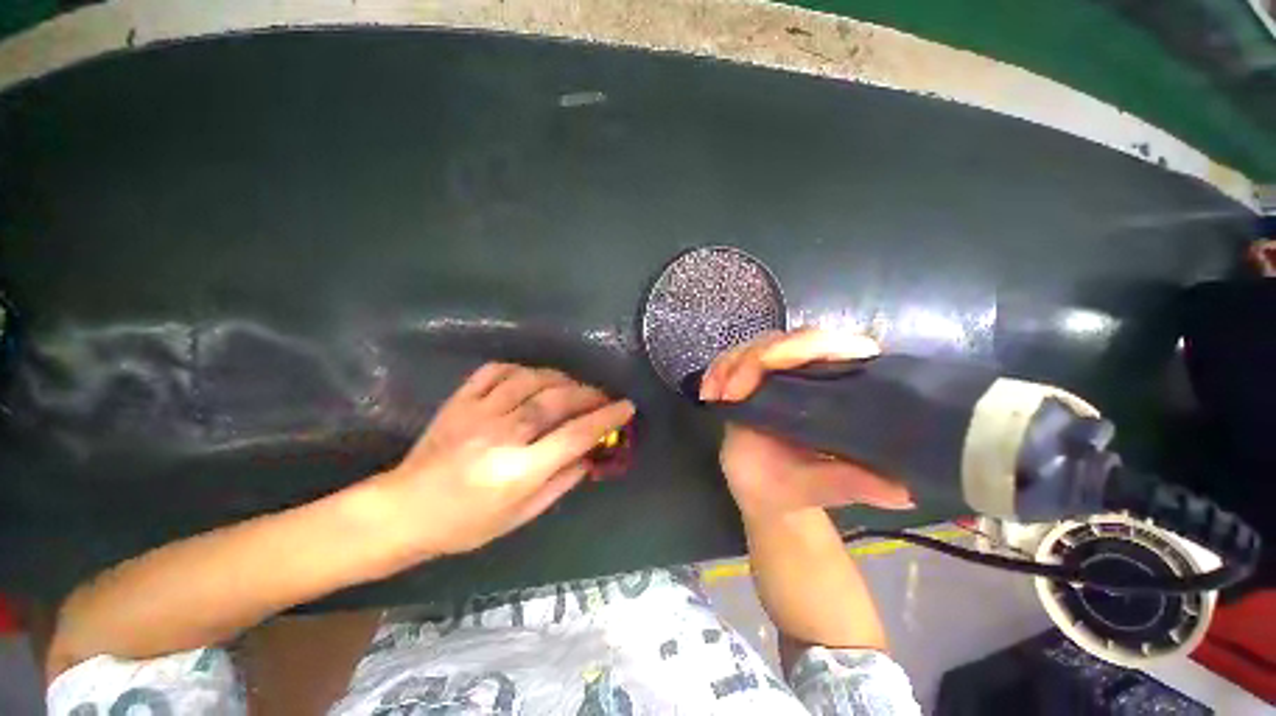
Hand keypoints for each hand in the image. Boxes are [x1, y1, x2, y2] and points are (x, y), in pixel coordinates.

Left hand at [378, 363, 633, 554]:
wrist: (403, 510)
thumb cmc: (465, 523)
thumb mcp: (520, 516)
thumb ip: (561, 482)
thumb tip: (590, 456)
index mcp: (518, 470)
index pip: (575, 435)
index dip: (607, 418)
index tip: (627, 407)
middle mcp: (501, 435)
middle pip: (557, 400)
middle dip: (590, 394)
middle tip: (604, 396)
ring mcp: (478, 412)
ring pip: (532, 379)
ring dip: (561, 379)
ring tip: (574, 387)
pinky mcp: (460, 400)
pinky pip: (497, 371)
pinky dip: (522, 369)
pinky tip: (533, 378)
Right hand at [699, 328, 912, 518]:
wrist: (762, 491)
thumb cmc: (793, 488)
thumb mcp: (822, 487)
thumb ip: (853, 483)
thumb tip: (904, 490)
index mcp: (837, 389)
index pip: (830, 346)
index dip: (801, 346)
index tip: (765, 368)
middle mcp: (809, 373)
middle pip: (786, 339)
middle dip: (753, 359)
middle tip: (731, 393)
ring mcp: (777, 373)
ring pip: (755, 345)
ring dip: (729, 364)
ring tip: (715, 396)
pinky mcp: (749, 378)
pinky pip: (731, 359)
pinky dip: (716, 370)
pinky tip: (708, 393)